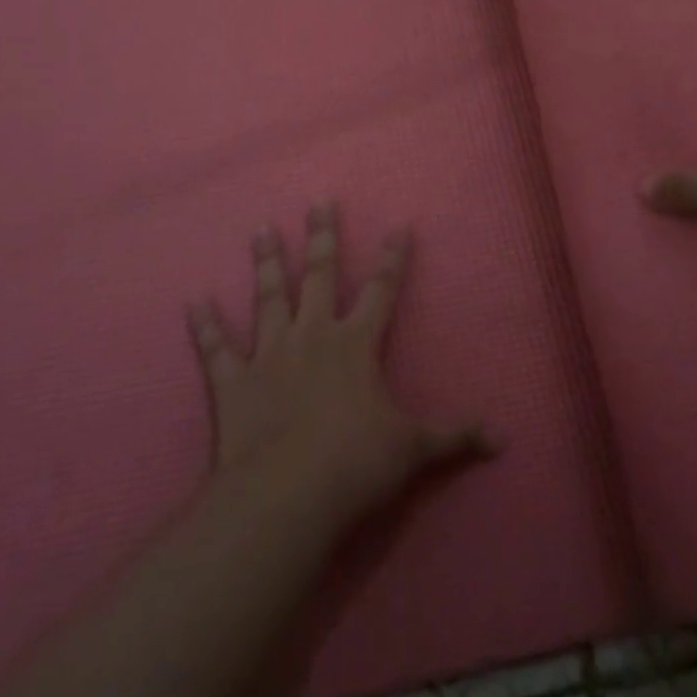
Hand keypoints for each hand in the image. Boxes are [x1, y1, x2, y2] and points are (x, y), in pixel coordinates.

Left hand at [187, 203, 491, 528]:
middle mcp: (313, 335)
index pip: (382, 289)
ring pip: (269, 296)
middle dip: (323, 236)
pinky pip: (216, 347)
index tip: (399, 225)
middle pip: (321, 275)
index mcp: (356, 344)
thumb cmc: (354, 464)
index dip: (393, 257)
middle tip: (318, 200)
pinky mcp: (232, 382)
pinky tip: (194, 300)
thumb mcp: (413, 449)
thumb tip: (503, 440)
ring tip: (262, 228)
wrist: (285, 496)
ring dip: (267, 262)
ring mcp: (269, 354)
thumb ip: (455, 437)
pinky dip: (205, 325)